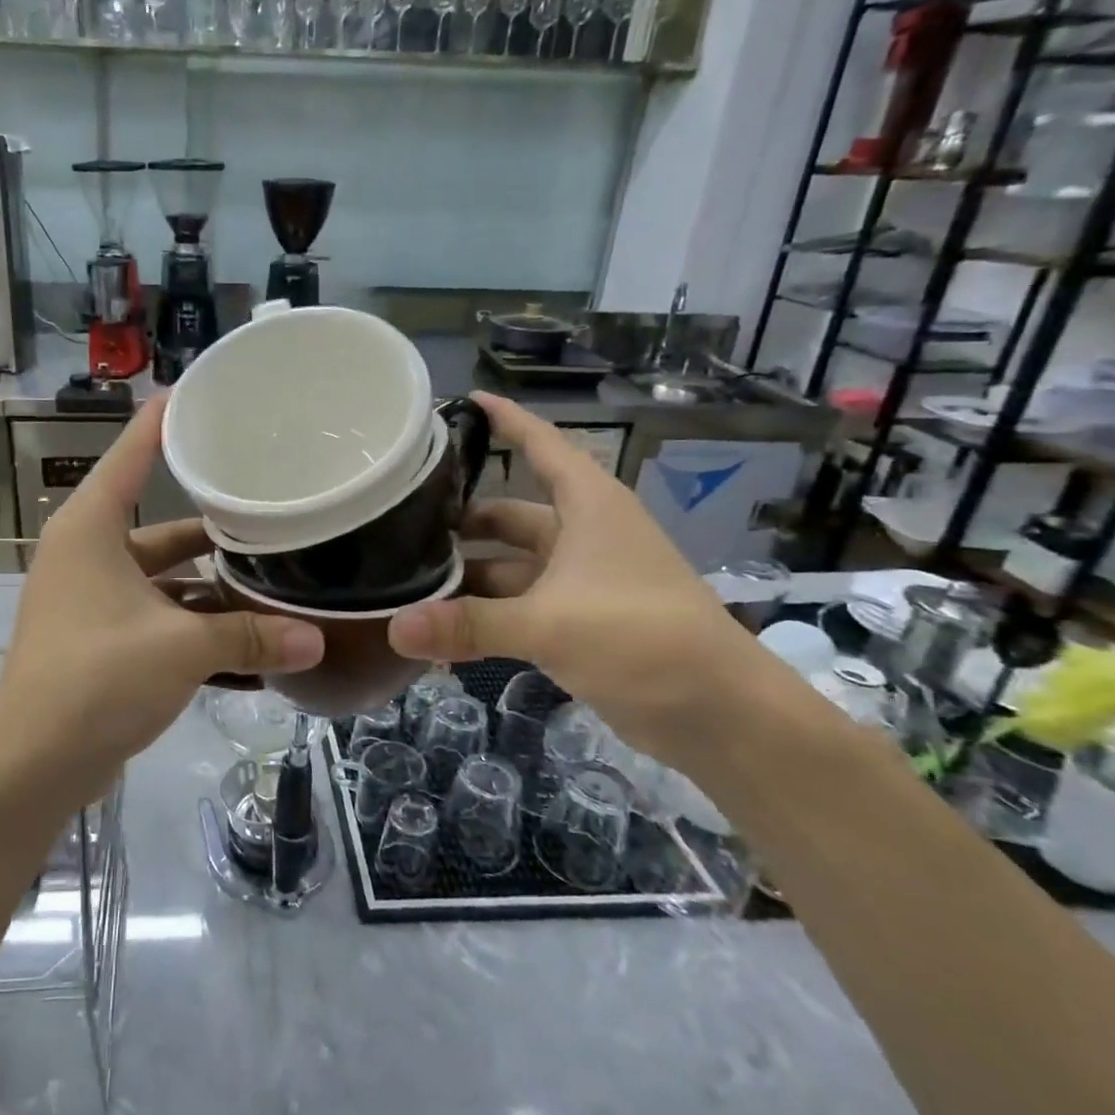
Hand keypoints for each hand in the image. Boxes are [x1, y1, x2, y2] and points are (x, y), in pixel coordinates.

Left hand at [0, 395, 324, 811]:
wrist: (31, 765)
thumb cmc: (96, 679)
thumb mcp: (180, 649)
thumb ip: (250, 636)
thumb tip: (318, 640)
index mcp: (91, 530)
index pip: (132, 455)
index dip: (165, 422)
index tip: (202, 393)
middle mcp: (89, 555)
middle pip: (163, 525)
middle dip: (216, 526)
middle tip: (272, 506)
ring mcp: (94, 601)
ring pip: (166, 579)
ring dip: (213, 587)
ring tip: (275, 578)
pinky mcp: (104, 641)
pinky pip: (160, 619)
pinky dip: (197, 627)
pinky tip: (249, 639)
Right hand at [388, 392, 760, 764]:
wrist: (720, 714)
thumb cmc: (643, 639)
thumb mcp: (550, 625)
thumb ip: (470, 625)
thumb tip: (394, 628)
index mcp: (588, 507)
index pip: (542, 446)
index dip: (506, 421)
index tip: (462, 400)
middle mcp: (581, 535)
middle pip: (510, 514)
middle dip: (461, 521)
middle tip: (400, 523)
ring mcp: (578, 582)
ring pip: (508, 567)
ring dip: (467, 577)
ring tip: (406, 582)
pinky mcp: (576, 623)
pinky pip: (516, 609)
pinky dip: (483, 618)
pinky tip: (438, 633)